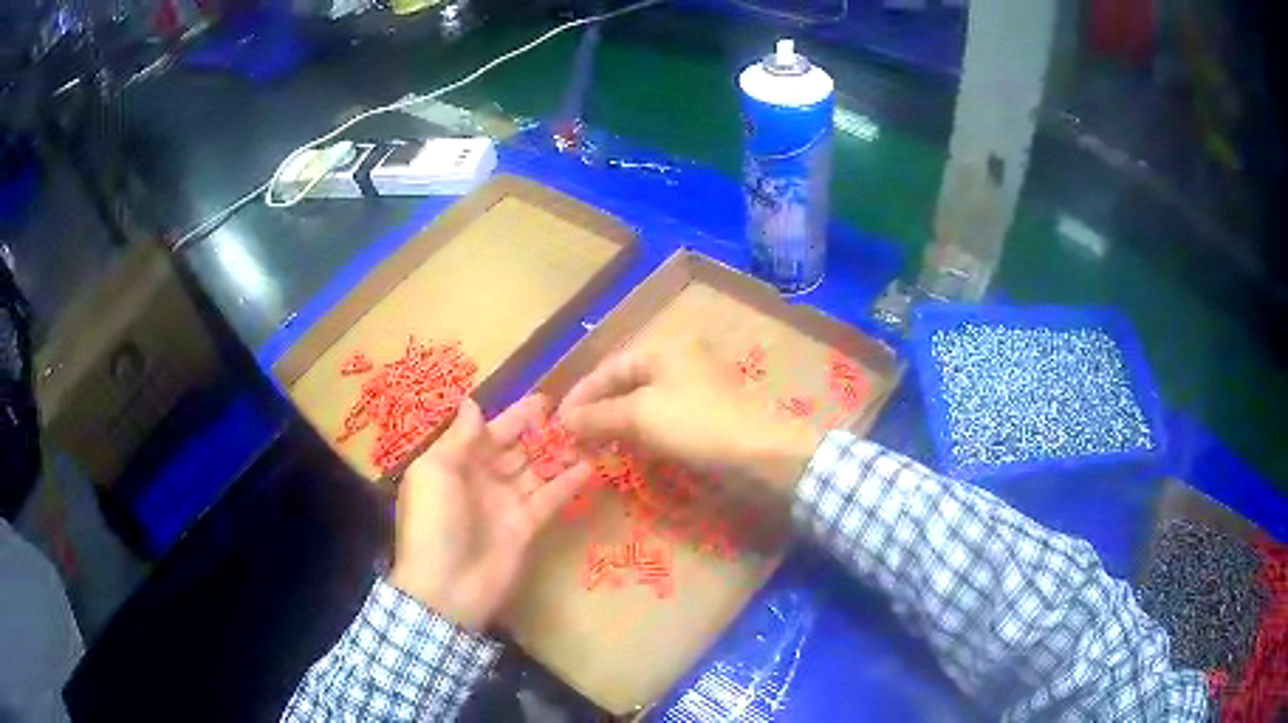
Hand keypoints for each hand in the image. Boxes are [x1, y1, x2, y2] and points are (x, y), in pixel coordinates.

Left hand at [389, 396, 591, 630]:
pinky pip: (550, 498)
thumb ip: (459, 438)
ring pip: (537, 471)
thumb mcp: (436, 472)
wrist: (447, 586)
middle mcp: (483, 479)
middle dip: (543, 433)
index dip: (515, 416)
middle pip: (517, 449)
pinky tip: (592, 465)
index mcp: (457, 463)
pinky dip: (568, 483)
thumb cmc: (434, 522)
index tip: (546, 400)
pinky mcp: (527, 526)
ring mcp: (506, 503)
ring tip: (591, 434)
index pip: (490, 432)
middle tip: (577, 414)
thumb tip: (472, 402)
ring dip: (561, 454)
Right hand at [557, 344, 820, 497]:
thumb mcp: (640, 415)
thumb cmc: (697, 423)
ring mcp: (695, 388)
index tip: (558, 423)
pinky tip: (630, 452)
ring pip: (643, 404)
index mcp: (663, 348)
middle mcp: (678, 360)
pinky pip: (663, 420)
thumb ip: (598, 415)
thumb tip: (564, 420)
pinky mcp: (705, 415)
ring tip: (595, 449)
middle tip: (574, 440)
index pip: (608, 368)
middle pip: (625, 385)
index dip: (580, 395)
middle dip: (597, 413)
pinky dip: (642, 435)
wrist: (760, 453)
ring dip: (617, 426)